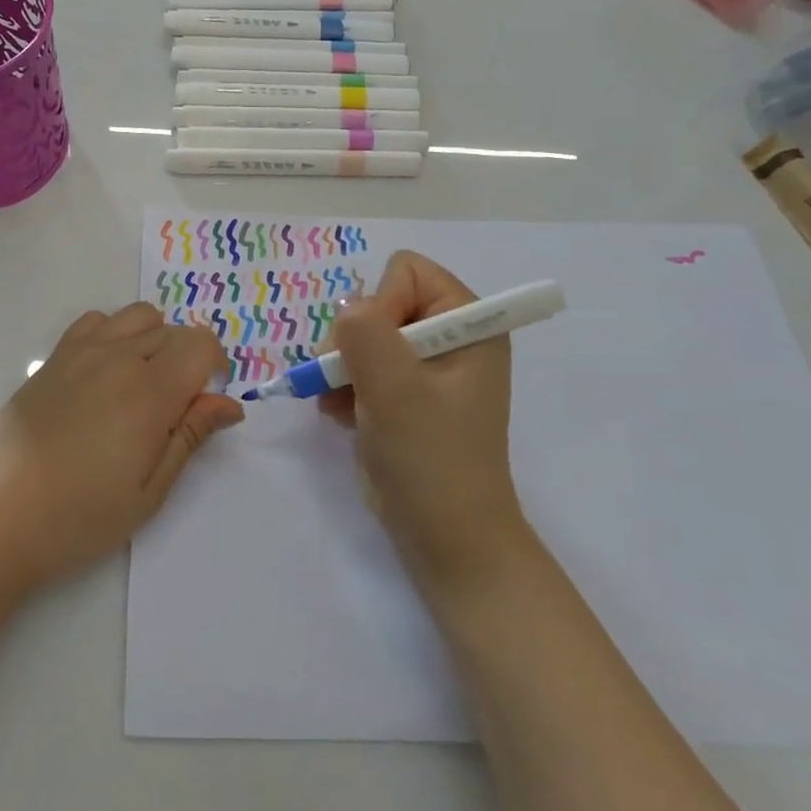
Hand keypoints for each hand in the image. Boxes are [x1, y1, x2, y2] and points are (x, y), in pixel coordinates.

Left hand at [0, 303, 242, 592]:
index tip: (205, 401)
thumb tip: (230, 404)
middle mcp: (118, 358)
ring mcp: (81, 352)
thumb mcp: (150, 490)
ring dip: (153, 340)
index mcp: (149, 392)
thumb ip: (191, 436)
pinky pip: (96, 320)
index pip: (201, 343)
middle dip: (186, 360)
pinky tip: (103, 374)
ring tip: (140, 385)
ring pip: (138, 317)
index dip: (215, 367)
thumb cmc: (81, 516)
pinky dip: (113, 334)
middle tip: (171, 410)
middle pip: (173, 331)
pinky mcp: (53, 358)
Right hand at [324, 252, 526, 598]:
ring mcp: (425, 366)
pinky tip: (343, 415)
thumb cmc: (431, 459)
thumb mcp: (395, 389)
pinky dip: (344, 386)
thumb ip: (366, 332)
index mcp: (469, 323)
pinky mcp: (404, 393)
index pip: (407, 271)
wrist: (446, 538)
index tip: (378, 353)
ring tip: (341, 403)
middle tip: (345, 377)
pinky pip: (359, 363)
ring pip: (362, 333)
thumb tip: (346, 307)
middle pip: (380, 301)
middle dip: (354, 339)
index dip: (381, 304)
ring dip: (343, 366)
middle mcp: (449, 336)